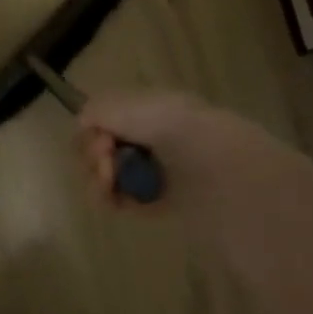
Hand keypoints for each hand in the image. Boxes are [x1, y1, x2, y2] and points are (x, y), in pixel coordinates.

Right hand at [78, 90, 312, 225]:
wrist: (230, 179)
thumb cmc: (183, 136)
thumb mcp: (138, 109)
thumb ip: (102, 110)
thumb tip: (82, 122)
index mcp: (155, 108)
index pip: (108, 115)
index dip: (94, 130)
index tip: (100, 145)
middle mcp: (157, 136)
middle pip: (107, 145)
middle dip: (95, 157)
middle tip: (105, 170)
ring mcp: (162, 171)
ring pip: (114, 174)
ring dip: (102, 180)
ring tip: (108, 192)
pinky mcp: (168, 203)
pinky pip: (130, 199)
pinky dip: (117, 200)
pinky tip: (118, 205)